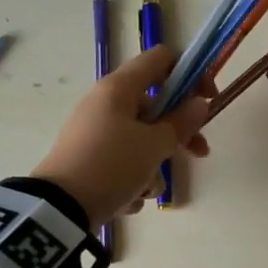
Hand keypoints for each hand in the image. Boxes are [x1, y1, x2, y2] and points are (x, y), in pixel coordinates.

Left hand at [31, 45, 211, 227]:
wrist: (60, 208)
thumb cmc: (112, 166)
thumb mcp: (153, 146)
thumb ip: (181, 123)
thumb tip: (199, 104)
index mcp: (118, 88)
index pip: (161, 59)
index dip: (190, 74)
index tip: (208, 99)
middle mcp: (104, 104)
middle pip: (154, 108)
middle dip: (178, 134)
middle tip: (199, 153)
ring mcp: (94, 133)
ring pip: (140, 142)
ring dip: (152, 168)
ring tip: (146, 189)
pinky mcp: (88, 161)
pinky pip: (122, 164)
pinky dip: (130, 181)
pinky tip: (126, 200)